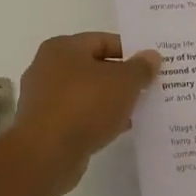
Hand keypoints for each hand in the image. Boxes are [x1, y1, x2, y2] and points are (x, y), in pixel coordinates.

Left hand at [10, 33, 161, 193]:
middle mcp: (47, 68)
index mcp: (62, 48)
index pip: (103, 41)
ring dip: (110, 101)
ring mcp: (43, 99)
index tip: (152, 65)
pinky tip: (119, 128)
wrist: (46, 154)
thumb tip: (151, 56)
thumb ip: (141, 68)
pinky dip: (97, 119)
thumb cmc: (85, 105)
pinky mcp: (44, 126)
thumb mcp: (124, 82)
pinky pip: (78, 116)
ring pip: (86, 94)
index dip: (130, 51)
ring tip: (139, 110)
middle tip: (149, 87)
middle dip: (121, 78)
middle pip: (94, 67)